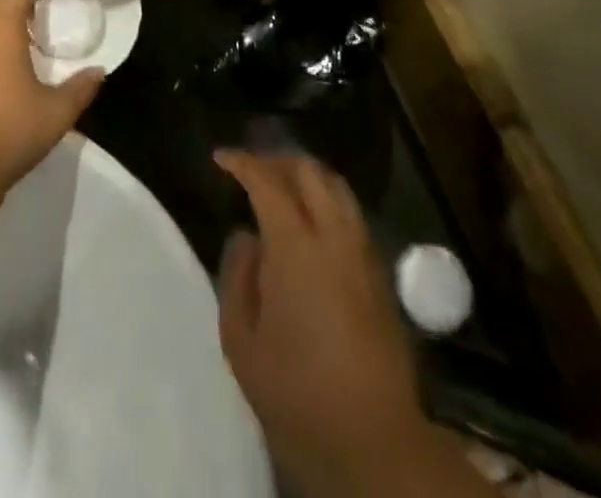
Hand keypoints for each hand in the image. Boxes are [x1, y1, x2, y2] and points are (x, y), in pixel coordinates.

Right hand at [215, 151, 436, 494]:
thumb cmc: (297, 394)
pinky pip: (351, 214)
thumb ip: (237, 278)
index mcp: (295, 246)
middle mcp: (334, 236)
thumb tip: (246, 238)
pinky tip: (310, 225)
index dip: (242, 162)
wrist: (375, 442)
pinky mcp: (380, 274)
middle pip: (309, 171)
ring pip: (337, 187)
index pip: (267, 181)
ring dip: (306, 176)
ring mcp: (363, 253)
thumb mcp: (242, 343)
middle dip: (276, 159)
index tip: (220, 158)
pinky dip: (327, 200)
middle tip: (251, 170)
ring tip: (281, 189)